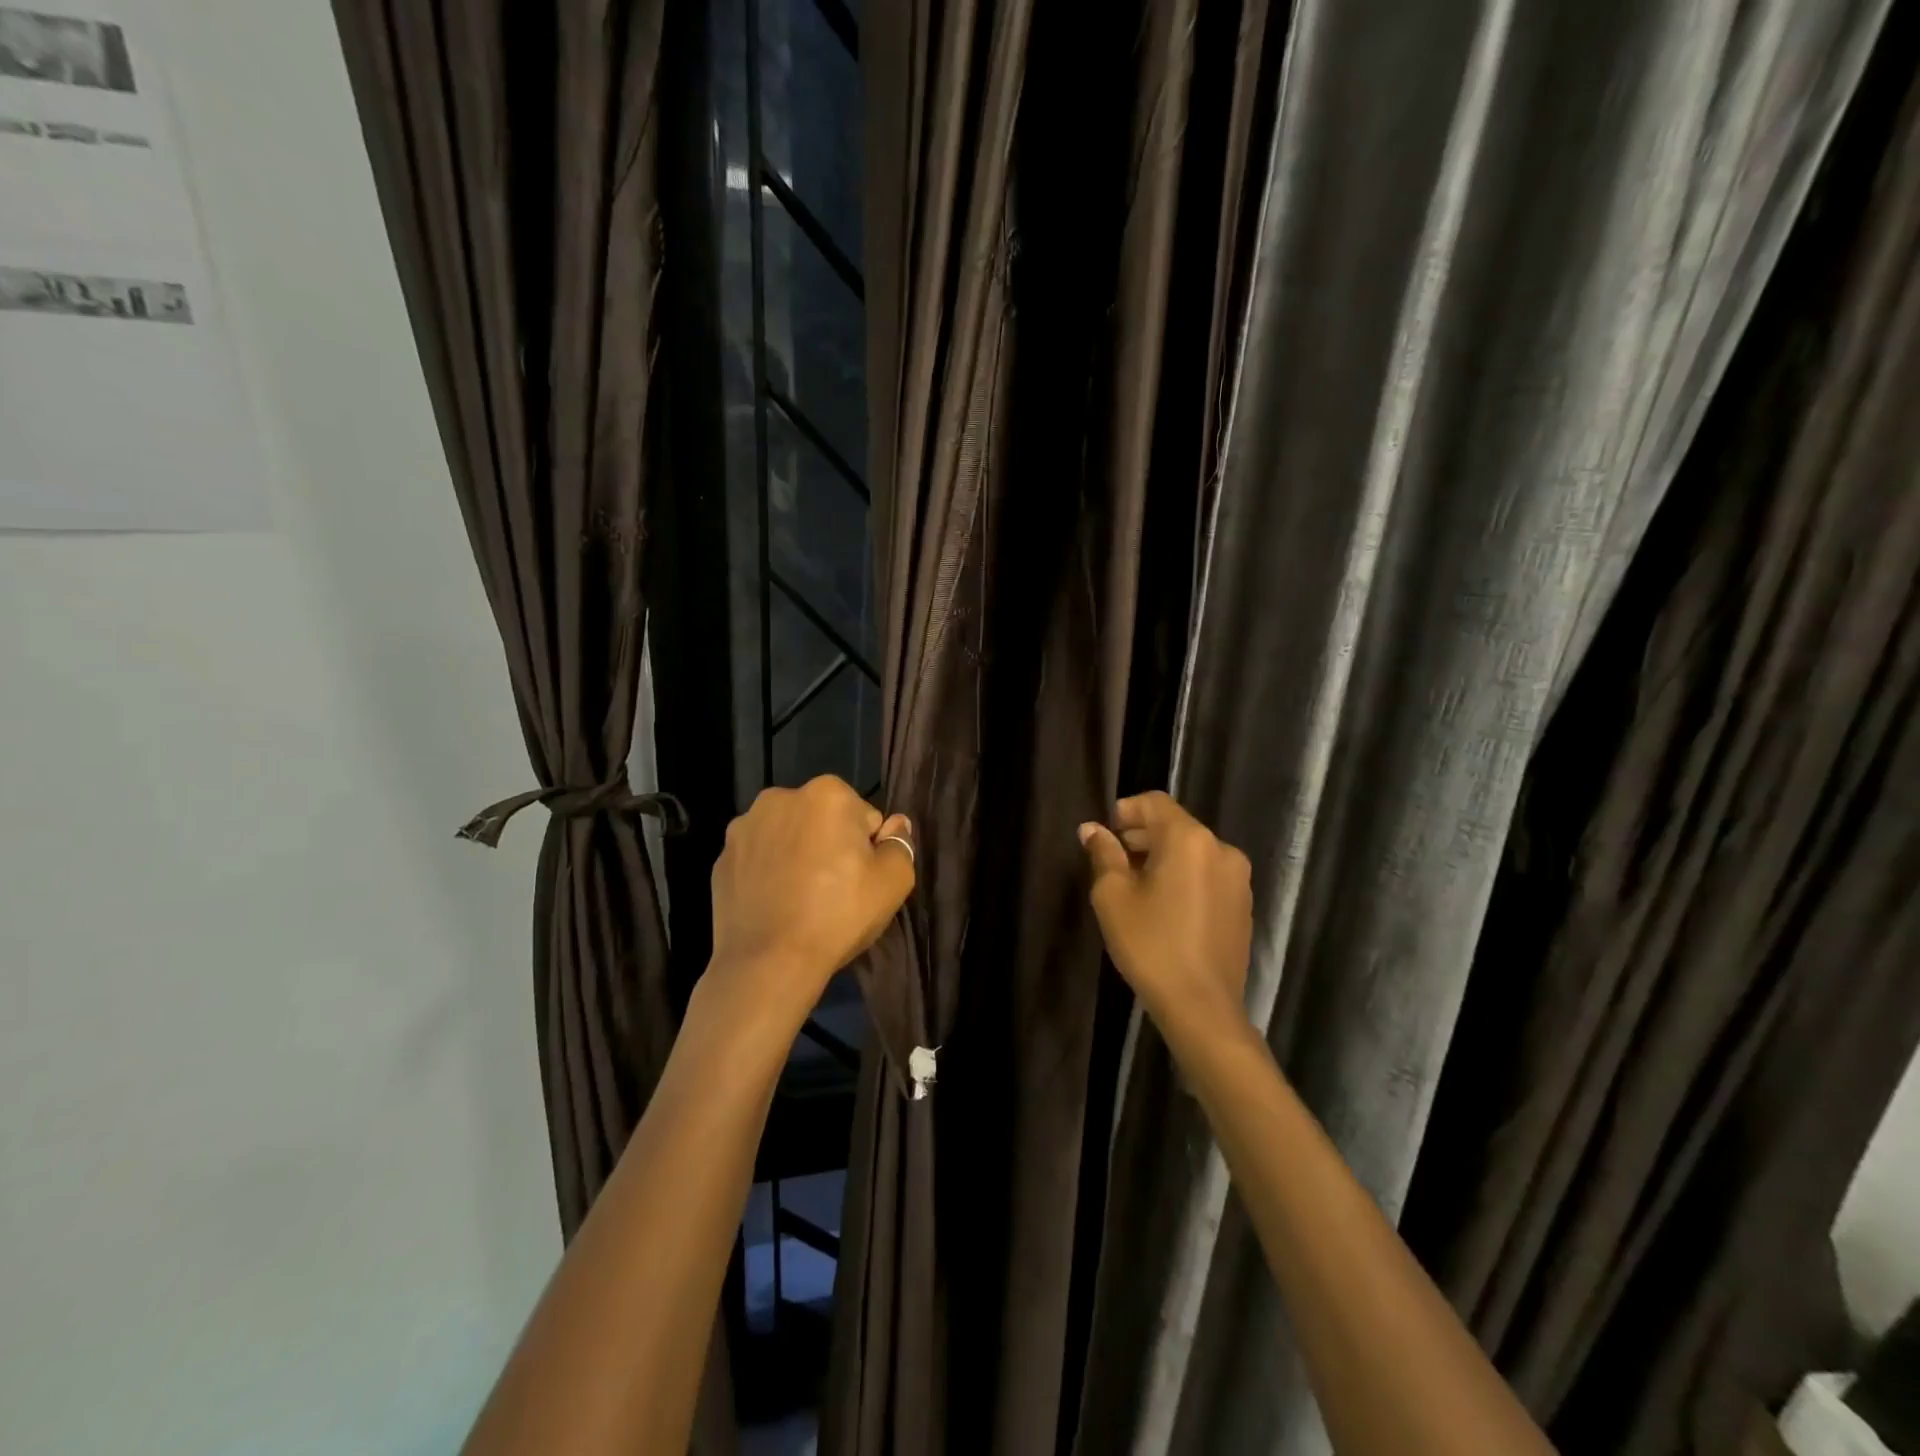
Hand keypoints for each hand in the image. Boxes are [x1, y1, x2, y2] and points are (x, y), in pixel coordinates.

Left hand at [704, 775, 914, 1037]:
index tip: (861, 880)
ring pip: (788, 837)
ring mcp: (744, 828)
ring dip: (798, 855)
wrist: (767, 963)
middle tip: (835, 891)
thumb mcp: (894, 882)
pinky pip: (759, 860)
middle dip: (830, 845)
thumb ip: (900, 844)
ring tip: (803, 901)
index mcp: (826, 793)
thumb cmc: (838, 915)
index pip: (864, 817)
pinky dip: (769, 874)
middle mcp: (780, 797)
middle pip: (822, 820)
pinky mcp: (721, 859)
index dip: (868, 850)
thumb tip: (895, 825)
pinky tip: (776, 905)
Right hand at [1080, 792, 1252, 1046]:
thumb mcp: (1113, 896)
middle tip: (1112, 864)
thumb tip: (1092, 829)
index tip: (1104, 836)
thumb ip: (1103, 854)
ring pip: (1192, 852)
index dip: (1125, 811)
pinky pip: (1207, 875)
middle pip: (1175, 826)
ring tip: (1136, 889)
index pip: (1154, 802)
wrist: (1202, 1006)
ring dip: (1162, 859)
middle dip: (1141, 837)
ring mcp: (1238, 879)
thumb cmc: (1151, 944)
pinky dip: (1184, 878)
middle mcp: (1221, 849)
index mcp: (1190, 839)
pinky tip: (1164, 909)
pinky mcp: (1243, 905)